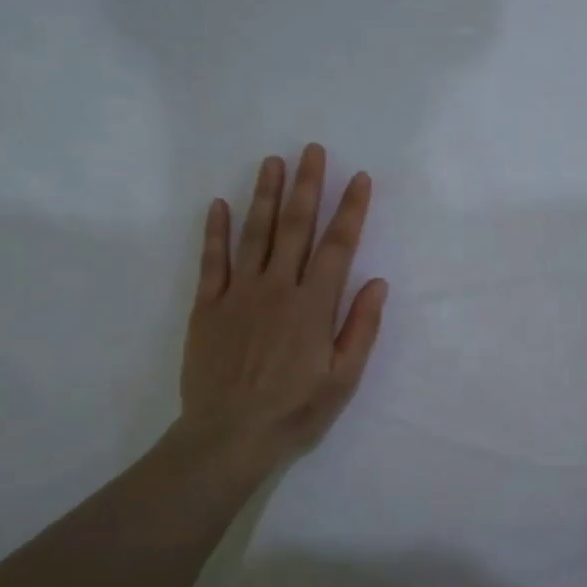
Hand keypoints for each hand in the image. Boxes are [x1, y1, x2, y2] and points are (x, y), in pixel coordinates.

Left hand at [177, 144, 387, 472]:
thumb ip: (360, 328)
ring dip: (264, 195)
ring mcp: (239, 294)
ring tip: (272, 162)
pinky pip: (212, 261)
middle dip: (306, 186)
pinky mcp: (208, 307)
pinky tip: (219, 205)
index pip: (338, 246)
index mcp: (314, 305)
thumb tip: (377, 283)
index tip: (358, 178)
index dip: (350, 210)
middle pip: (294, 227)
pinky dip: (215, 232)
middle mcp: (277, 288)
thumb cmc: (294, 411)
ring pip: (253, 234)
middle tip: (311, 150)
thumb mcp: (343, 379)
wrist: (229, 436)